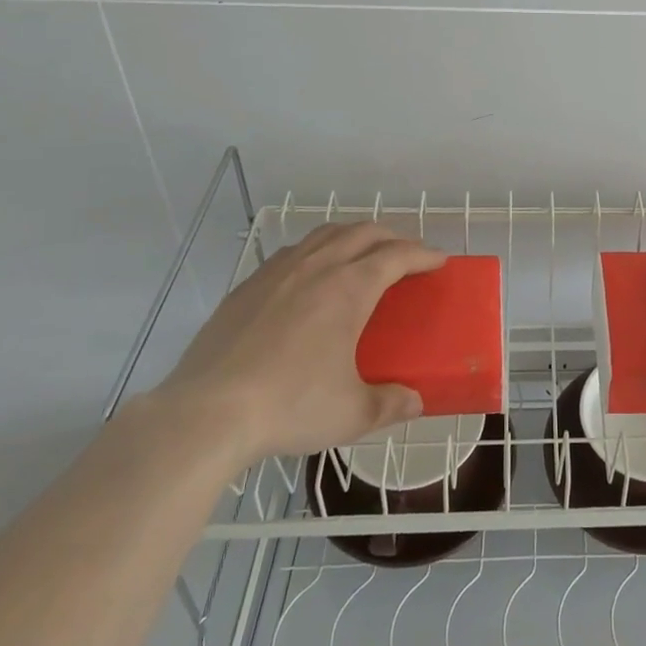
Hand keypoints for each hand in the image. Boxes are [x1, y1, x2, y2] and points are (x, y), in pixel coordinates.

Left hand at [148, 223, 445, 474]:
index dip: (423, 254)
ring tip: (362, 254)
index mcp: (350, 288)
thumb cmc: (290, 406)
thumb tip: (414, 402)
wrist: (206, 413)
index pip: (397, 255)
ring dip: (353, 235)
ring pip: (325, 234)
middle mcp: (317, 267)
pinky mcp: (247, 287)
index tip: (439, 261)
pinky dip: (317, 250)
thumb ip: (390, 404)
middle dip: (392, 236)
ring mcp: (278, 272)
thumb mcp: (351, 414)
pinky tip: (311, 275)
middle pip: (363, 232)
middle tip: (407, 255)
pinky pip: (293, 252)